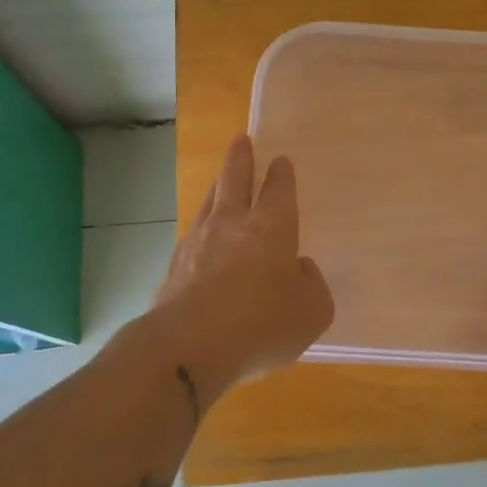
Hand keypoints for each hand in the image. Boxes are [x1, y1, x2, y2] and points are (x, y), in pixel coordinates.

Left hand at [152, 135, 333, 407]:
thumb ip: (312, 285)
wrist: (189, 346)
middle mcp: (233, 223)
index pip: (279, 190)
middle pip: (235, 179)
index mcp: (272, 227)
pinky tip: (201, 235)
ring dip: (218, 185)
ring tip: (221, 178)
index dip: (281, 174)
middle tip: (241, 140)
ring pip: (210, 201)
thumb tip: (299, 270)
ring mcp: (198, 242)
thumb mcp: (312, 311)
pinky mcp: (174, 266)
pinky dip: (201, 227)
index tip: (280, 161)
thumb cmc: (262, 323)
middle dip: (241, 158)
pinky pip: (192, 235)